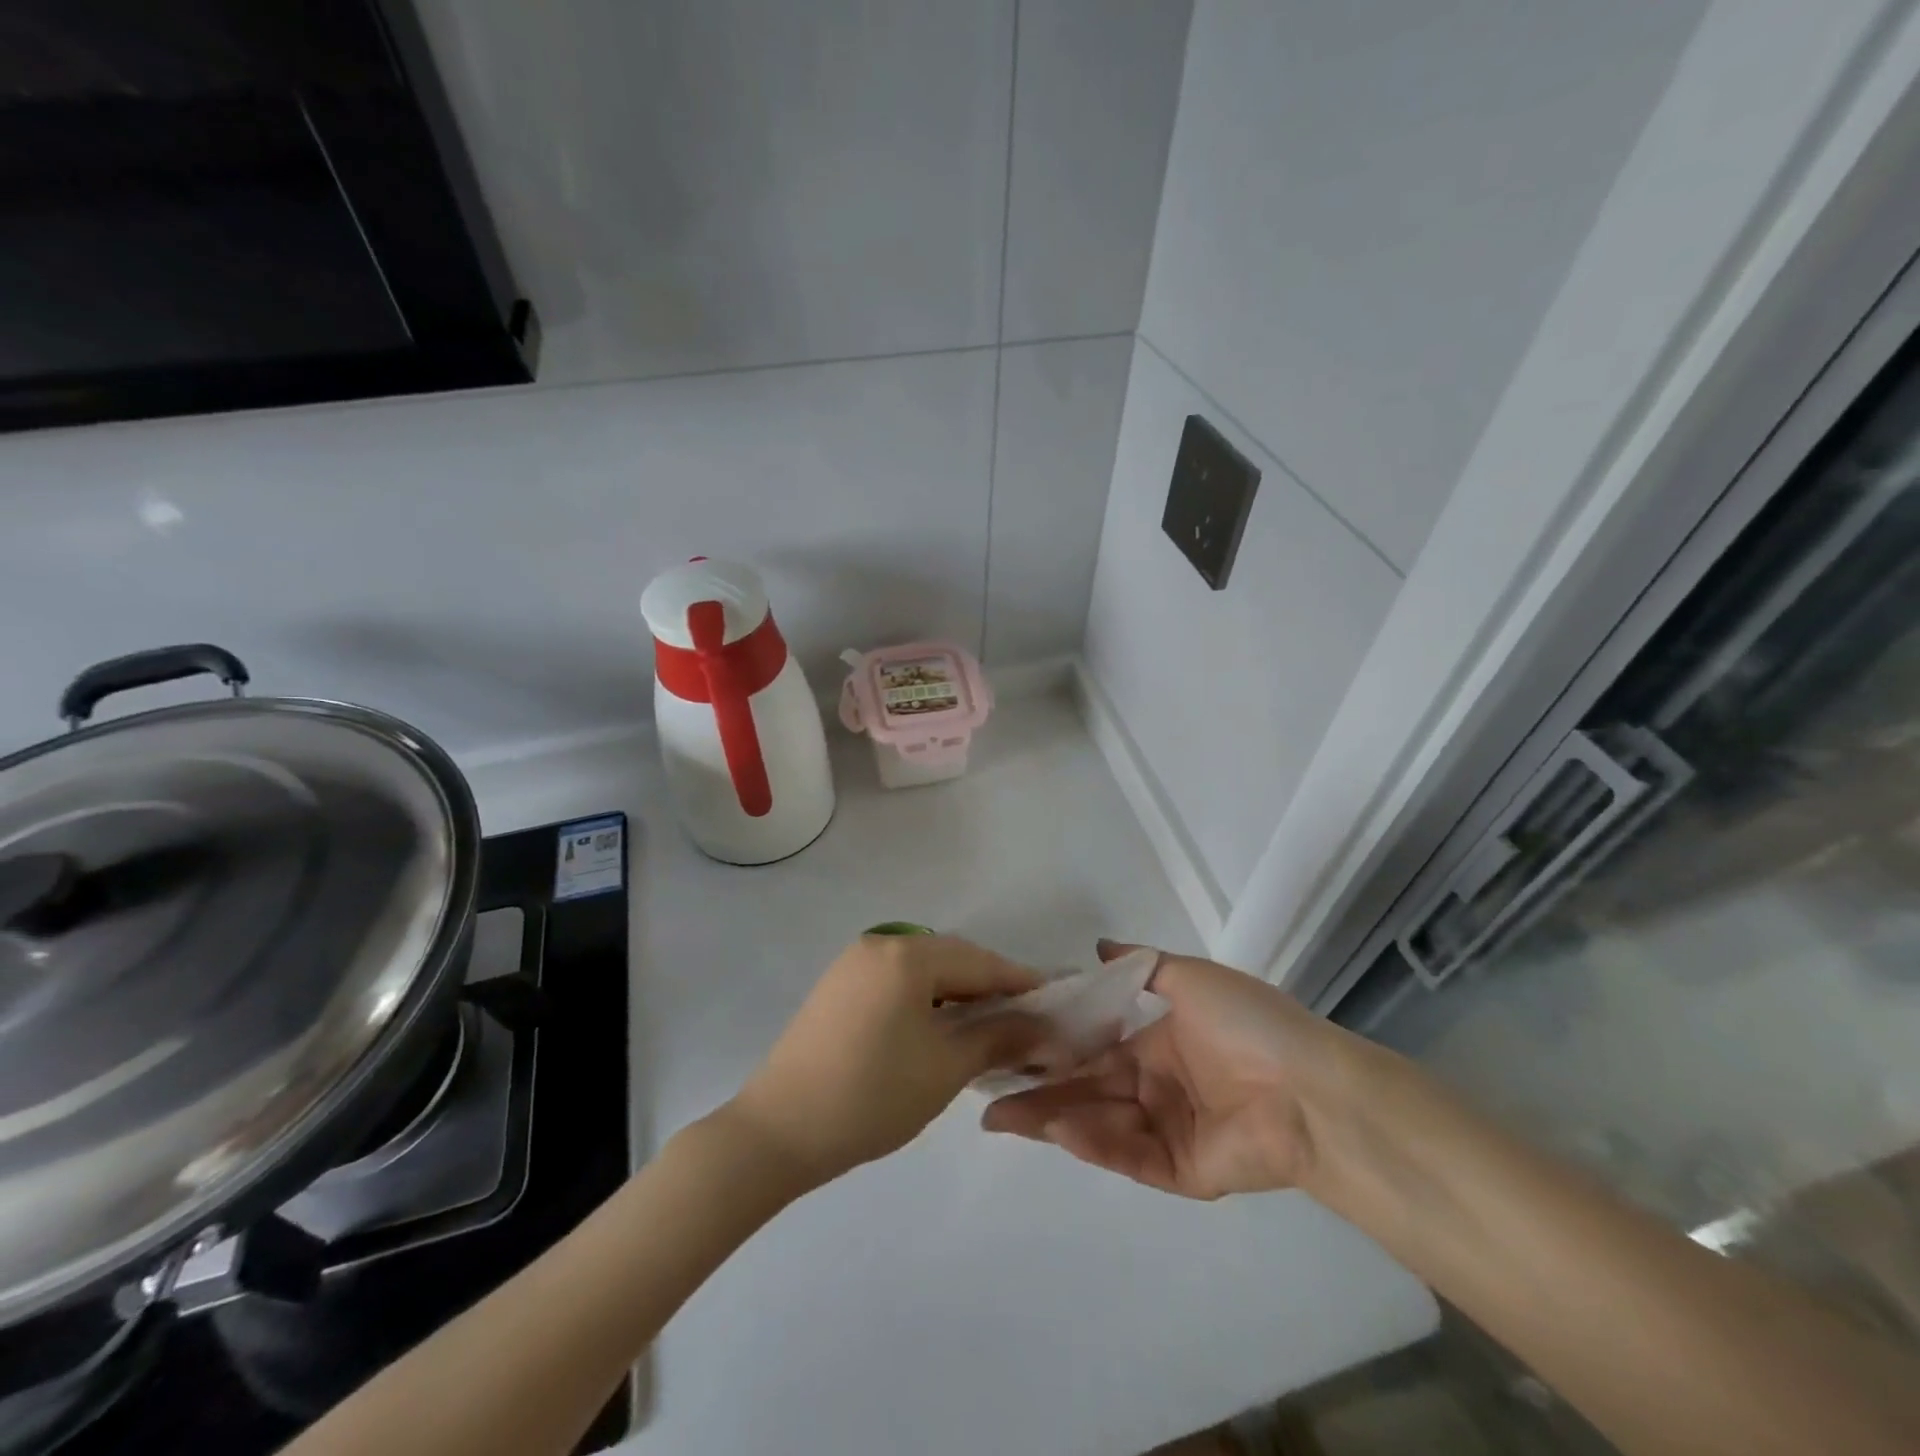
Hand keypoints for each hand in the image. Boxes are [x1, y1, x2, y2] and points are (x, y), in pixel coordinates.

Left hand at [727, 934, 1044, 1189]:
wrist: (778, 1132)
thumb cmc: (872, 1095)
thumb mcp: (946, 1068)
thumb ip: (999, 1038)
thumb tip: (1044, 1026)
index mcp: (906, 954)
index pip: (980, 961)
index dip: (1020, 982)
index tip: (1054, 1004)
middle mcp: (879, 944)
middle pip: (951, 959)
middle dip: (990, 989)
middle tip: (1025, 1023)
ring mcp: (852, 965)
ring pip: (923, 971)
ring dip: (957, 996)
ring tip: (986, 1031)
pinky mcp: (836, 988)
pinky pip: (896, 983)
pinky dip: (925, 1001)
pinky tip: (938, 1031)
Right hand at [981, 941, 1349, 1198]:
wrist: (1311, 1087)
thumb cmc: (1248, 1024)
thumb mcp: (1192, 977)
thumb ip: (1142, 965)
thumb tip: (1098, 945)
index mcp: (1157, 1045)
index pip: (1094, 1047)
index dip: (1054, 1045)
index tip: (1010, 1042)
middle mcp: (1155, 1087)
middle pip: (1087, 1089)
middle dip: (1038, 1091)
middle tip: (987, 1092)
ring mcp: (1166, 1131)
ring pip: (1098, 1124)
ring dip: (1052, 1118)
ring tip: (1002, 1115)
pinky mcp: (1180, 1171)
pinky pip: (1128, 1154)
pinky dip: (1092, 1143)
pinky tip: (1056, 1128)